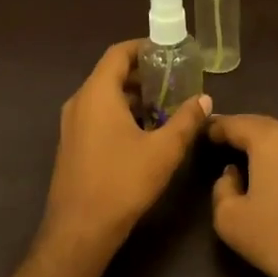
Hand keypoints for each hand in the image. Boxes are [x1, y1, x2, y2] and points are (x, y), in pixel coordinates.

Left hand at [42, 40, 211, 248]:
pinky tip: (144, 133)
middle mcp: (79, 102)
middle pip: (111, 74)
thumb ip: (186, 120)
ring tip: (165, 107)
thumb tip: (205, 99)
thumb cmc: (122, 182)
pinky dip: (120, 114)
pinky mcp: (72, 145)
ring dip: (133, 97)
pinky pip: (97, 116)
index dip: (144, 48)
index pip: (118, 53)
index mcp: (97, 93)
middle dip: (143, 75)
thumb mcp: (164, 150)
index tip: (170, 52)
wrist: (80, 228)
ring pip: (104, 97)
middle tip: (175, 81)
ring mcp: (72, 124)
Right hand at [209, 114, 277, 276]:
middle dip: (241, 131)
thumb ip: (222, 190)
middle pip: (263, 126)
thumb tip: (232, 174)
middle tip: (221, 142)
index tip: (201, 133)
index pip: (235, 123)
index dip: (214, 127)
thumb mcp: (231, 220)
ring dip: (264, 146)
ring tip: (248, 160)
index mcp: (270, 140)